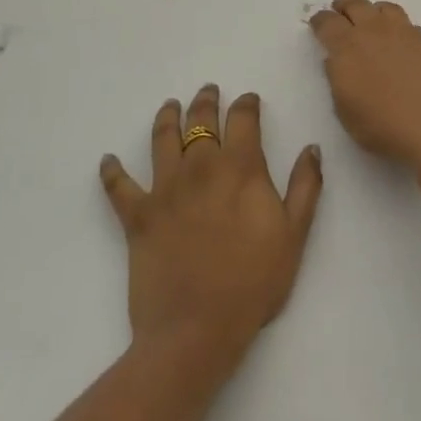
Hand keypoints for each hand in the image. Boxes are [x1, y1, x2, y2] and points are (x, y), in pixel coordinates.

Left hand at [100, 85, 322, 367]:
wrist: (197, 330)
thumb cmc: (253, 282)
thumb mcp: (294, 234)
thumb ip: (305, 186)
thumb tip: (311, 148)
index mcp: (241, 169)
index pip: (243, 119)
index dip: (246, 104)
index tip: (249, 100)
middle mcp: (200, 168)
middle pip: (200, 121)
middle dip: (206, 102)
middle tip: (208, 91)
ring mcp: (165, 190)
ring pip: (162, 140)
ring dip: (166, 118)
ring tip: (169, 106)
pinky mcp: (137, 217)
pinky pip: (119, 187)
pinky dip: (112, 172)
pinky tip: (108, 160)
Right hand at [310, 0, 420, 166]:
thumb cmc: (382, 126)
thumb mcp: (344, 110)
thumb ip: (337, 79)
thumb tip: (336, 60)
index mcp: (347, 46)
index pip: (327, 22)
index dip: (320, 21)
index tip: (318, 25)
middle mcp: (374, 30)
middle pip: (355, 4)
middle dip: (344, 7)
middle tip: (341, 14)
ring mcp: (404, 32)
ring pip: (385, 8)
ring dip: (373, 12)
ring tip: (373, 24)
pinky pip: (409, 24)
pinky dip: (399, 29)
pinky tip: (402, 44)